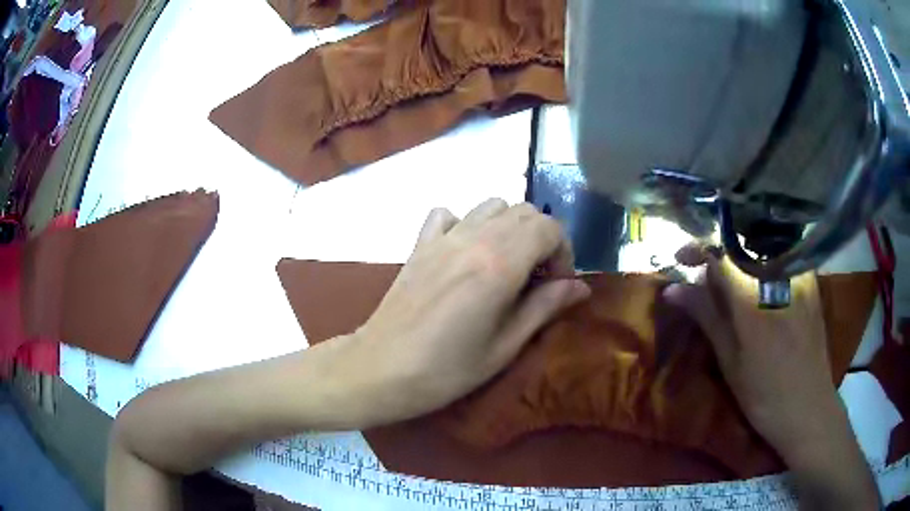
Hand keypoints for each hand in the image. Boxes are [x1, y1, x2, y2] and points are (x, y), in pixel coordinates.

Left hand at [324, 199, 589, 426]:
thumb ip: (544, 307)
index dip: (564, 252)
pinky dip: (466, 222)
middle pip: (524, 211)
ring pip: (491, 205)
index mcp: (499, 264)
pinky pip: (449, 214)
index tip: (558, 285)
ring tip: (506, 263)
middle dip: (542, 238)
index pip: (549, 227)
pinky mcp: (420, 244)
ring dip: (509, 227)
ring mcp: (442, 237)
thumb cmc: (446, 370)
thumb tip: (581, 287)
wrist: (381, 369)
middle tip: (537, 278)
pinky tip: (465, 252)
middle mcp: (473, 238)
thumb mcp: (505, 346)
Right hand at [664, 246, 836, 453]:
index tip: (680, 260)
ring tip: (729, 288)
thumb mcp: (730, 359)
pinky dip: (761, 267)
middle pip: (741, 246)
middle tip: (704, 282)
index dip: (697, 250)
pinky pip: (780, 260)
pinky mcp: (810, 281)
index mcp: (754, 296)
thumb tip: (673, 288)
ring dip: (739, 262)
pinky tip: (757, 289)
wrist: (808, 407)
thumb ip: (706, 316)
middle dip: (719, 258)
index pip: (720, 252)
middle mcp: (778, 274)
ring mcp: (798, 274)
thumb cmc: (764, 393)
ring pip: (761, 250)